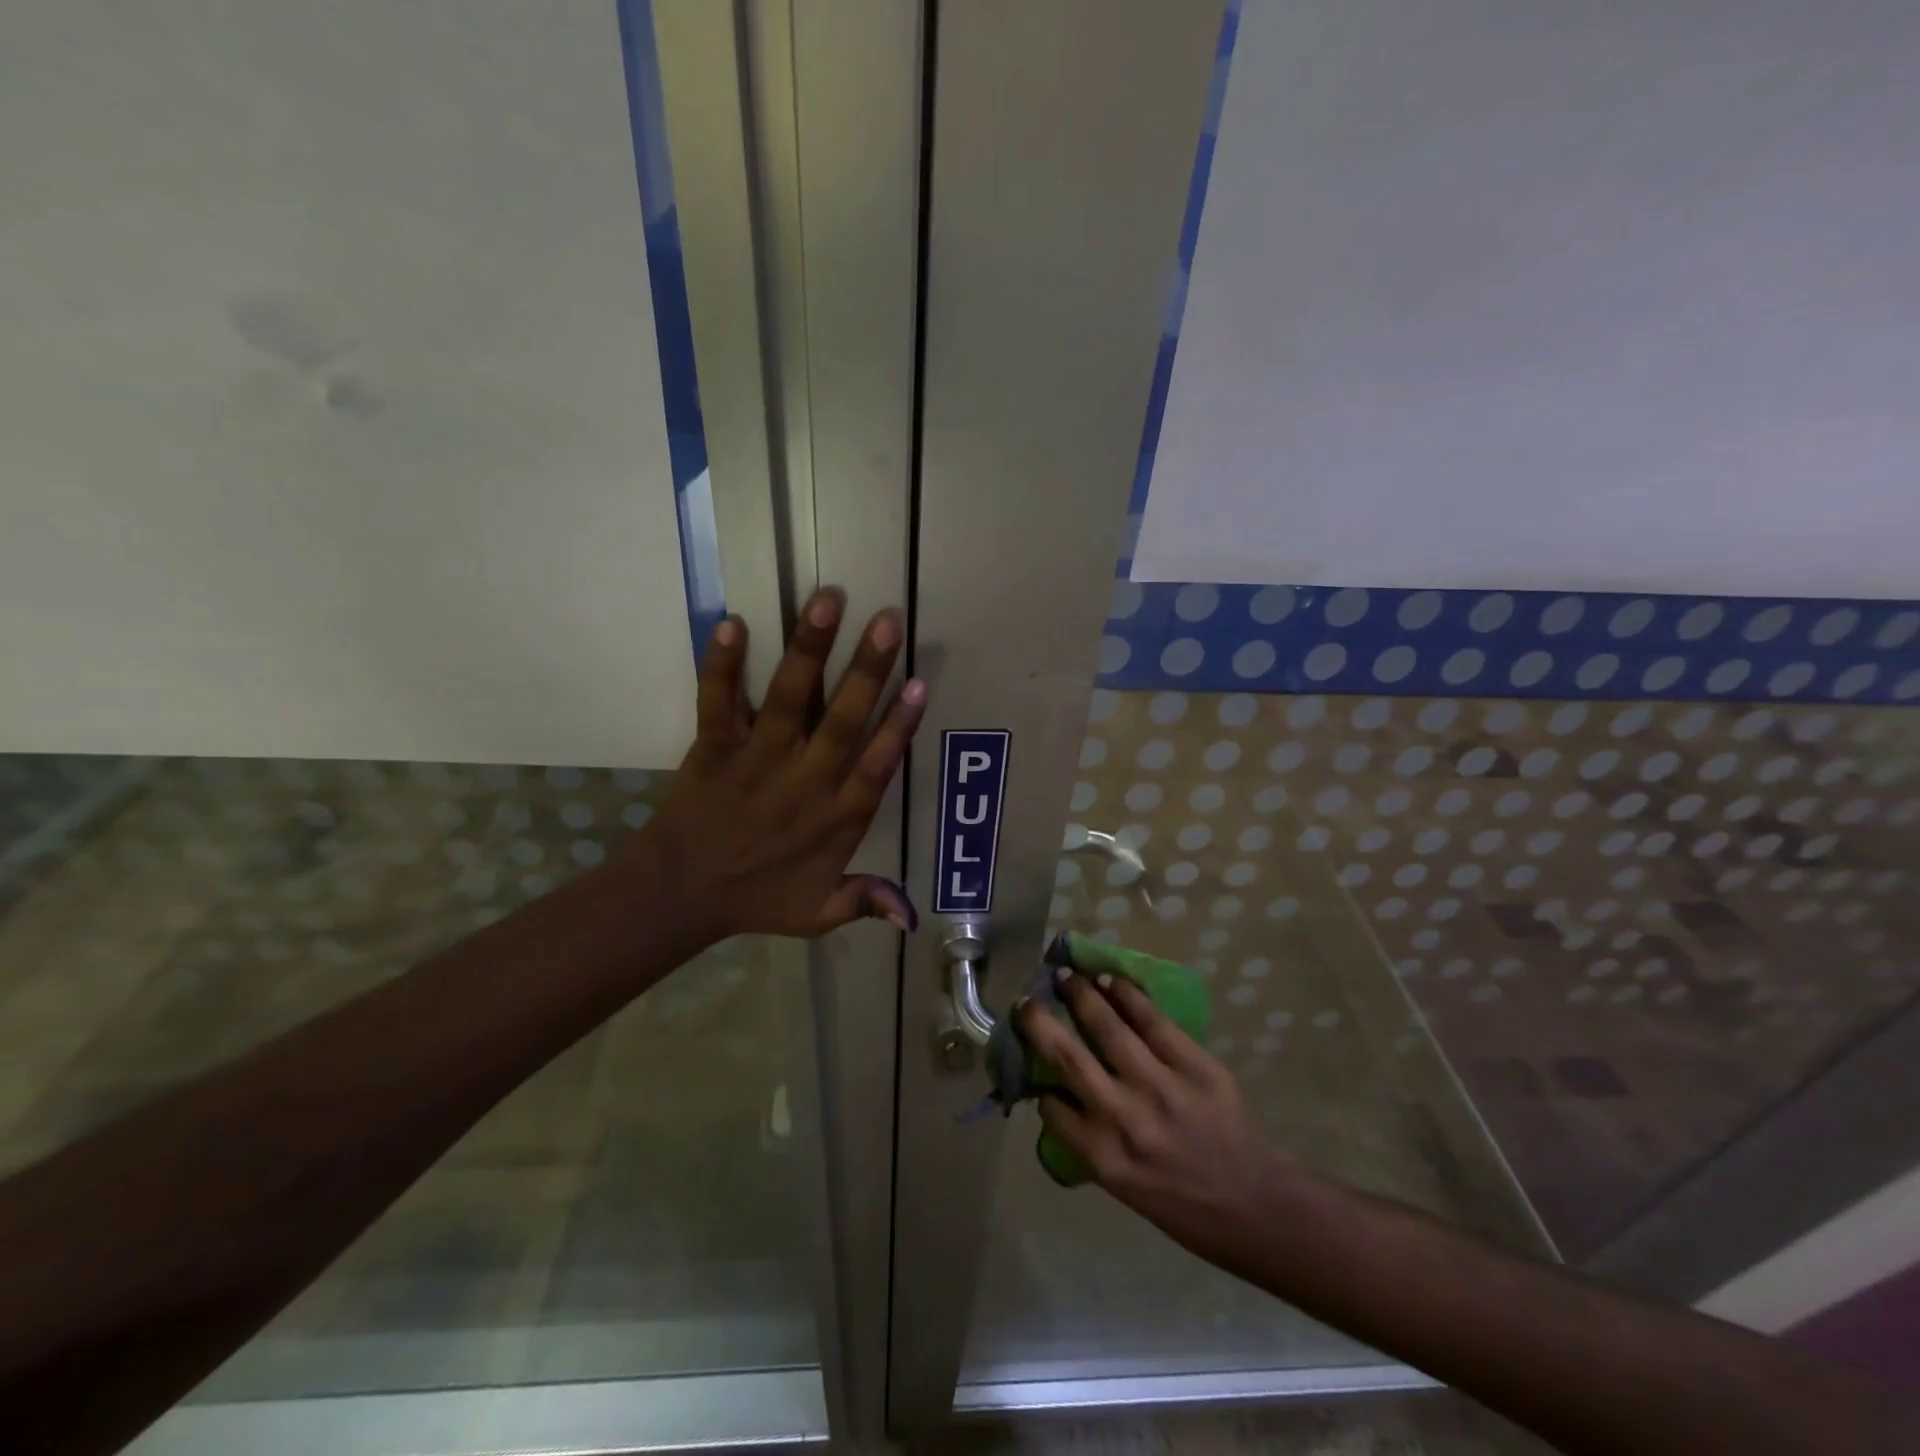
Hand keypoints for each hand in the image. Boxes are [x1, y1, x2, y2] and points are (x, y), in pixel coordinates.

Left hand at [636, 591, 925, 942]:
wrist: (678, 897)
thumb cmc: (756, 900)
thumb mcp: (818, 914)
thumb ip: (865, 902)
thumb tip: (913, 916)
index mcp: (835, 818)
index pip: (875, 766)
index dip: (899, 726)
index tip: (920, 683)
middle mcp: (803, 781)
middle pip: (842, 721)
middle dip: (866, 670)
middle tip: (887, 622)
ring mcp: (757, 761)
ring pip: (789, 700)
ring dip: (809, 650)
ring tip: (828, 600)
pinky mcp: (714, 749)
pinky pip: (719, 703)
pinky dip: (722, 666)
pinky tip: (731, 623)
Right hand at [1018, 969, 1293, 1262]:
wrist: (1256, 1205)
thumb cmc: (1184, 1206)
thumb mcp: (1124, 1187)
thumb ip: (1090, 1141)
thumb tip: (1063, 1098)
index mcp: (1103, 1158)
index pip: (1052, 1108)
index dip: (1039, 1083)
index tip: (1034, 1063)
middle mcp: (1124, 1118)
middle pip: (1068, 1058)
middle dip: (1041, 1023)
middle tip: (1027, 1000)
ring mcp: (1160, 1087)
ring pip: (1107, 1027)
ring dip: (1081, 995)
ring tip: (1066, 976)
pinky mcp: (1194, 1065)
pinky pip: (1152, 1020)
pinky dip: (1127, 995)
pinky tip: (1109, 981)